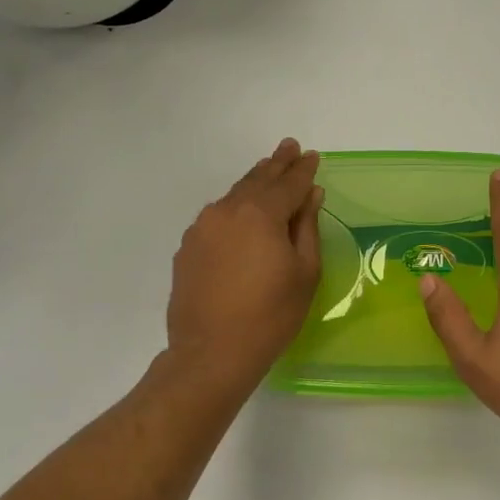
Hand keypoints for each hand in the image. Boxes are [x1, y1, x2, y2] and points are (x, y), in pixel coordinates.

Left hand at [166, 139, 323, 395]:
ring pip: (233, 196)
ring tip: (267, 171)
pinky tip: (241, 213)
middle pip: (257, 180)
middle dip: (276, 164)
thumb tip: (310, 195)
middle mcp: (227, 211)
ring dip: (253, 182)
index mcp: (260, 214)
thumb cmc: (271, 315)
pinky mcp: (188, 247)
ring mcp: (202, 228)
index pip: (288, 183)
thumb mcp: (304, 272)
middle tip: (289, 147)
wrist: (212, 352)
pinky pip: (216, 217)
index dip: (303, 170)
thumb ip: (306, 227)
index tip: (312, 156)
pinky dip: (234, 208)